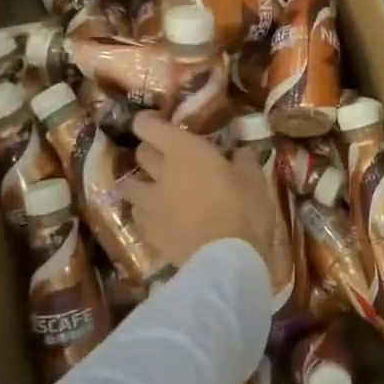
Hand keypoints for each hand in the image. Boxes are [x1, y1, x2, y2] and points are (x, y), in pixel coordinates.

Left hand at [123, 113, 277, 272]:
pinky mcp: (148, 234)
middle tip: (167, 158)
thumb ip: (242, 159)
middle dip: (150, 152)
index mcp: (184, 151)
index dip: (148, 122)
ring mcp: (149, 205)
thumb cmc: (244, 210)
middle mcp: (159, 173)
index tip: (157, 123)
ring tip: (155, 191)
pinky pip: (138, 217)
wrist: (227, 261)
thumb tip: (238, 151)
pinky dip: (146, 215)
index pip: (148, 126)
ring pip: (130, 187)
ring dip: (141, 185)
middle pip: (140, 154)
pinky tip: (160, 220)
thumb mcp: (254, 178)